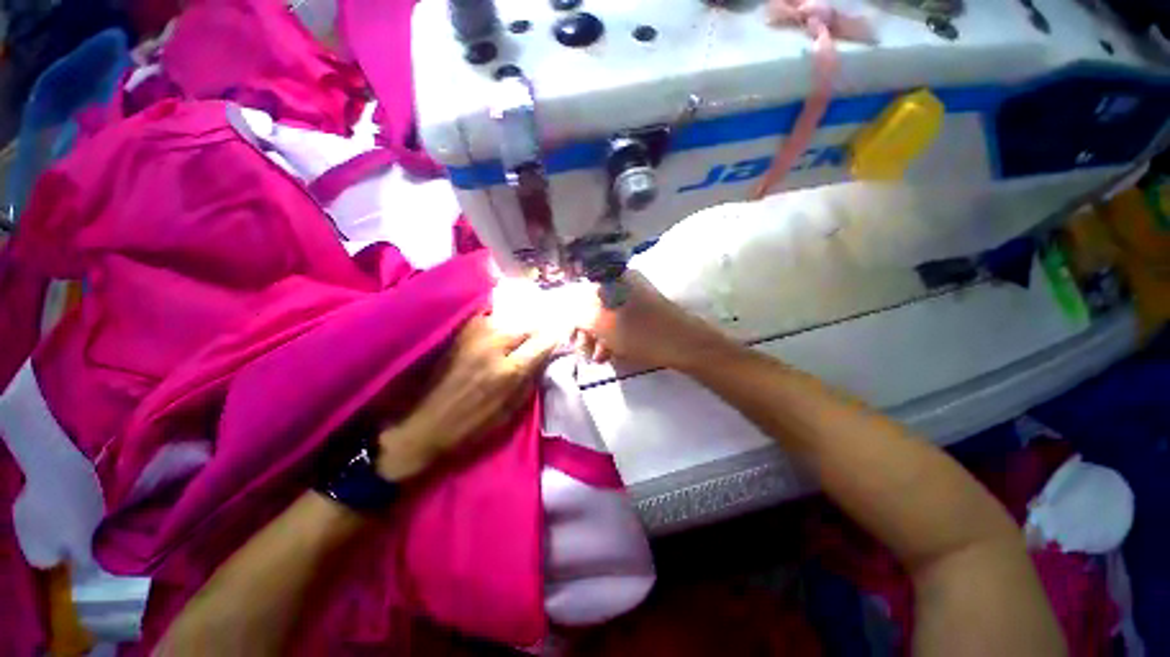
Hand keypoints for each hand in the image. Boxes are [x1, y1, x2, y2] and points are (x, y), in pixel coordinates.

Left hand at [377, 315, 556, 479]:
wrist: (424, 424)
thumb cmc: (471, 426)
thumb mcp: (510, 412)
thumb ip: (530, 380)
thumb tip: (544, 358)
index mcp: (510, 370)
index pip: (543, 342)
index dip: (556, 337)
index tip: (562, 336)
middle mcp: (494, 346)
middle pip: (528, 325)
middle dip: (538, 330)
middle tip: (539, 338)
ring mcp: (474, 336)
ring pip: (508, 319)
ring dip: (518, 326)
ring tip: (519, 335)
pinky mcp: (459, 334)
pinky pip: (487, 319)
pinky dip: (498, 323)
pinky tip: (498, 331)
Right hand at [573, 272, 730, 370]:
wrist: (684, 343)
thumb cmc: (640, 332)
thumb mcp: (602, 324)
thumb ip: (580, 317)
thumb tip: (573, 318)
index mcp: (611, 278)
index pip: (581, 295)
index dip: (574, 319)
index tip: (571, 339)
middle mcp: (622, 282)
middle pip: (593, 307)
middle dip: (587, 332)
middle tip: (586, 353)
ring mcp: (635, 296)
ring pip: (607, 317)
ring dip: (599, 338)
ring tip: (600, 358)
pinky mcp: (644, 311)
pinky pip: (620, 322)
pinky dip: (613, 337)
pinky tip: (612, 354)